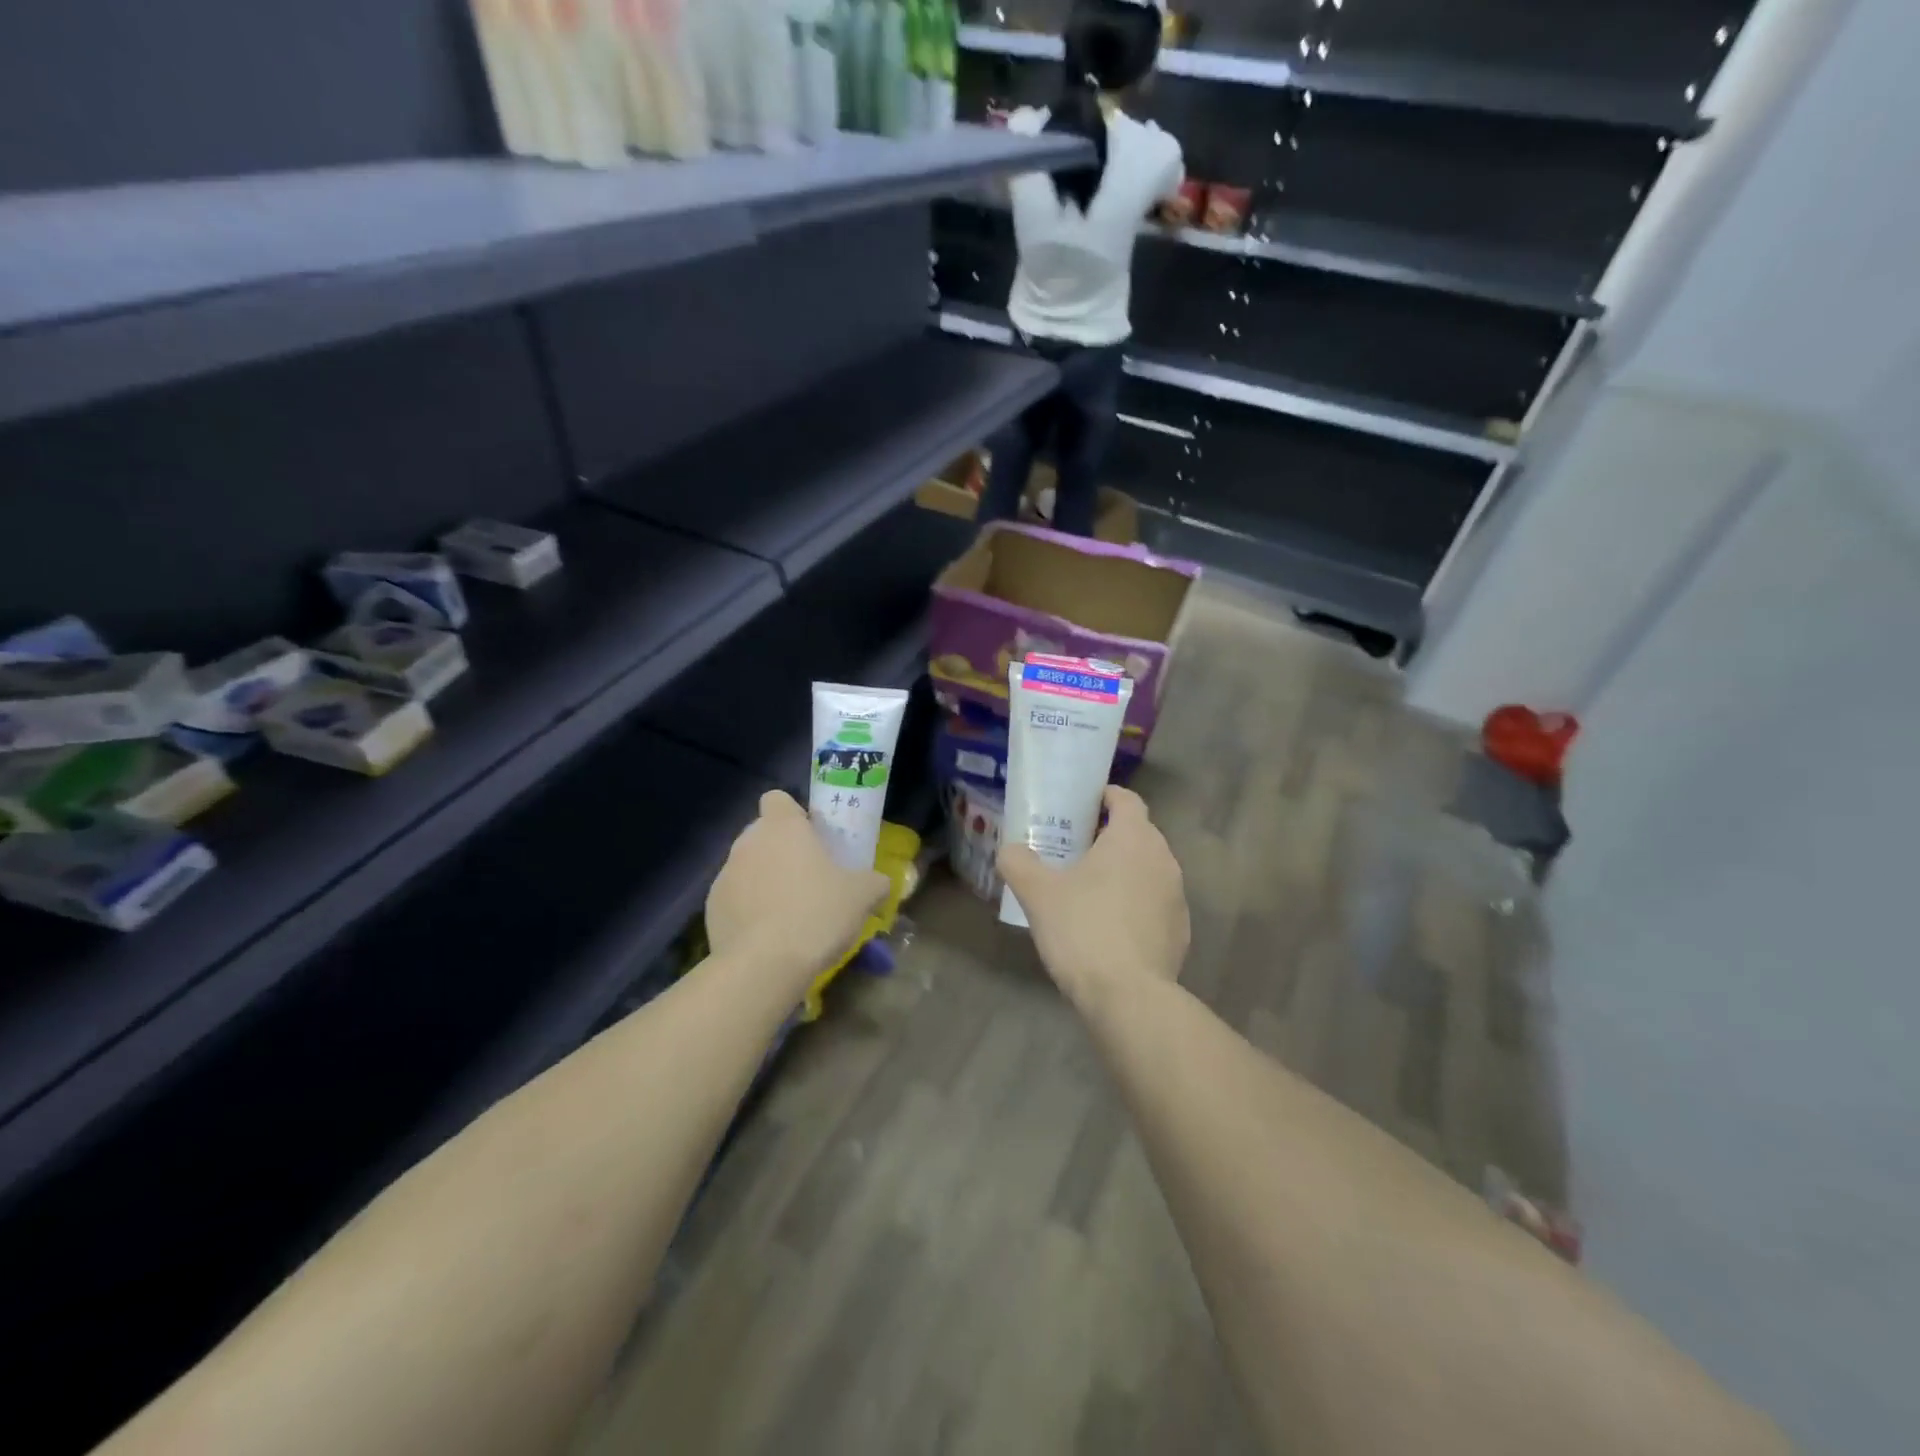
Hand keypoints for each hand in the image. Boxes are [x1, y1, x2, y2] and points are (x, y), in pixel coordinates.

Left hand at [707, 791, 888, 991]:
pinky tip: (768, 936)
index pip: (777, 799)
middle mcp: (747, 843)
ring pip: (747, 867)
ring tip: (789, 914)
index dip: (793, 814)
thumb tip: (879, 882)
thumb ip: (874, 882)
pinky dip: (748, 910)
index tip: (811, 837)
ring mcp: (724, 875)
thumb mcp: (862, 896)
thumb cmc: (817, 914)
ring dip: (765, 881)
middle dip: (782, 851)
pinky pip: (734, 899)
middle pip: (762, 834)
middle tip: (808, 878)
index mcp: (782, 827)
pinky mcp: (711, 908)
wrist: (764, 966)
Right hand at [997, 786, 1188, 1007]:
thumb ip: (1018, 862)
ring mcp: (1177, 896)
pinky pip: (1154, 903)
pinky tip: (1109, 928)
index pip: (1127, 799)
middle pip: (1137, 834)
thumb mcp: (1037, 893)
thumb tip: (1010, 850)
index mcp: (1133, 838)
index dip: (1104, 797)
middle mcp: (1163, 859)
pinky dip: (1134, 905)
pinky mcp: (1181, 930)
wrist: (1128, 996)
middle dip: (1109, 837)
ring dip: (1123, 872)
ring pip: (1147, 870)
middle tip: (1074, 851)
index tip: (1081, 806)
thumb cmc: (1082, 929)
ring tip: (1089, 890)